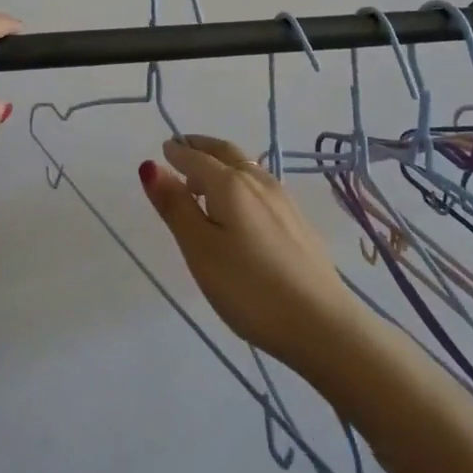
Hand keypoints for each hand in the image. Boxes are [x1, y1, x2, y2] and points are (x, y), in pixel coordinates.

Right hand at [139, 136, 359, 368]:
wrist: (321, 323)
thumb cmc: (249, 288)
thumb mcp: (200, 249)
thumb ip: (176, 207)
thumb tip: (151, 166)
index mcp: (231, 185)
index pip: (197, 158)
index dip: (178, 152)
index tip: (164, 149)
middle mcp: (259, 182)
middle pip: (226, 153)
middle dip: (202, 148)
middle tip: (182, 150)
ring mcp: (284, 201)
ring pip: (247, 168)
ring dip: (222, 164)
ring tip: (204, 182)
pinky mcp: (298, 221)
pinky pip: (261, 186)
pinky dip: (240, 182)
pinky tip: (239, 207)